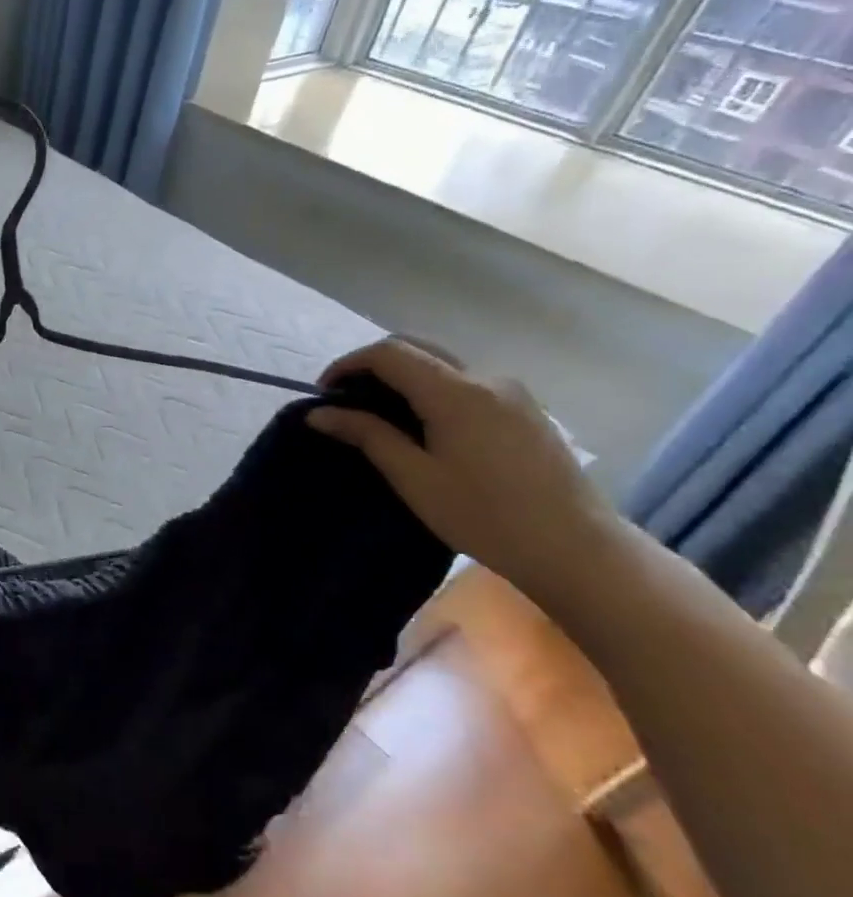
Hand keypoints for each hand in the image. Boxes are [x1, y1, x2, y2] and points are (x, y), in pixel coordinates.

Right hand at [306, 338, 620, 602]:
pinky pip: (467, 383)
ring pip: (443, 365)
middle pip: (417, 348)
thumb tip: (319, 413)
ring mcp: (512, 392)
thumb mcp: (413, 477)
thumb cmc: (484, 515)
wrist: (576, 547)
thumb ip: (367, 435)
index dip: (348, 365)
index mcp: (455, 392)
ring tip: (381, 416)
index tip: (323, 394)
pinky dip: (432, 390)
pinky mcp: (526, 410)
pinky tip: (424, 426)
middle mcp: (486, 379)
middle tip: (347, 401)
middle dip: (373, 366)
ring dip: (404, 378)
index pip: (388, 353)